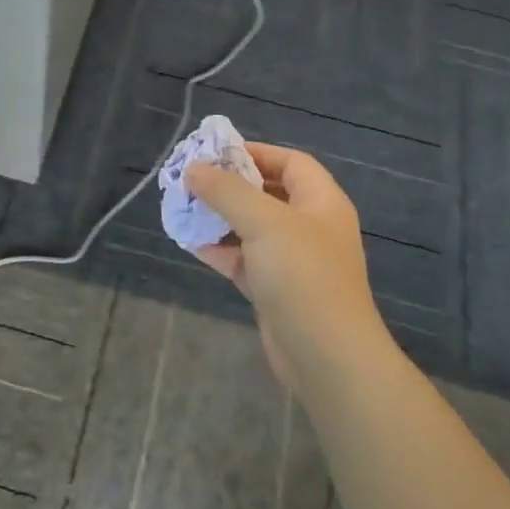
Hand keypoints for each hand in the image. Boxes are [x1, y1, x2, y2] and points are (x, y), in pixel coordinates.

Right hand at [185, 144, 391, 394]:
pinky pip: (244, 260)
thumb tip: (194, 168)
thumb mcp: (264, 222)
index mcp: (321, 202)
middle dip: (229, 186)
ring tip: (183, 208)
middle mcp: (310, 227)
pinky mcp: (275, 290)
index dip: (255, 152)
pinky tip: (190, 241)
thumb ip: (227, 191)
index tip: (215, 153)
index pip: (290, 162)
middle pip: (268, 194)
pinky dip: (219, 249)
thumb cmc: (302, 274)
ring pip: (251, 228)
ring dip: (219, 218)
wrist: (326, 356)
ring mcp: (293, 261)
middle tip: (191, 180)